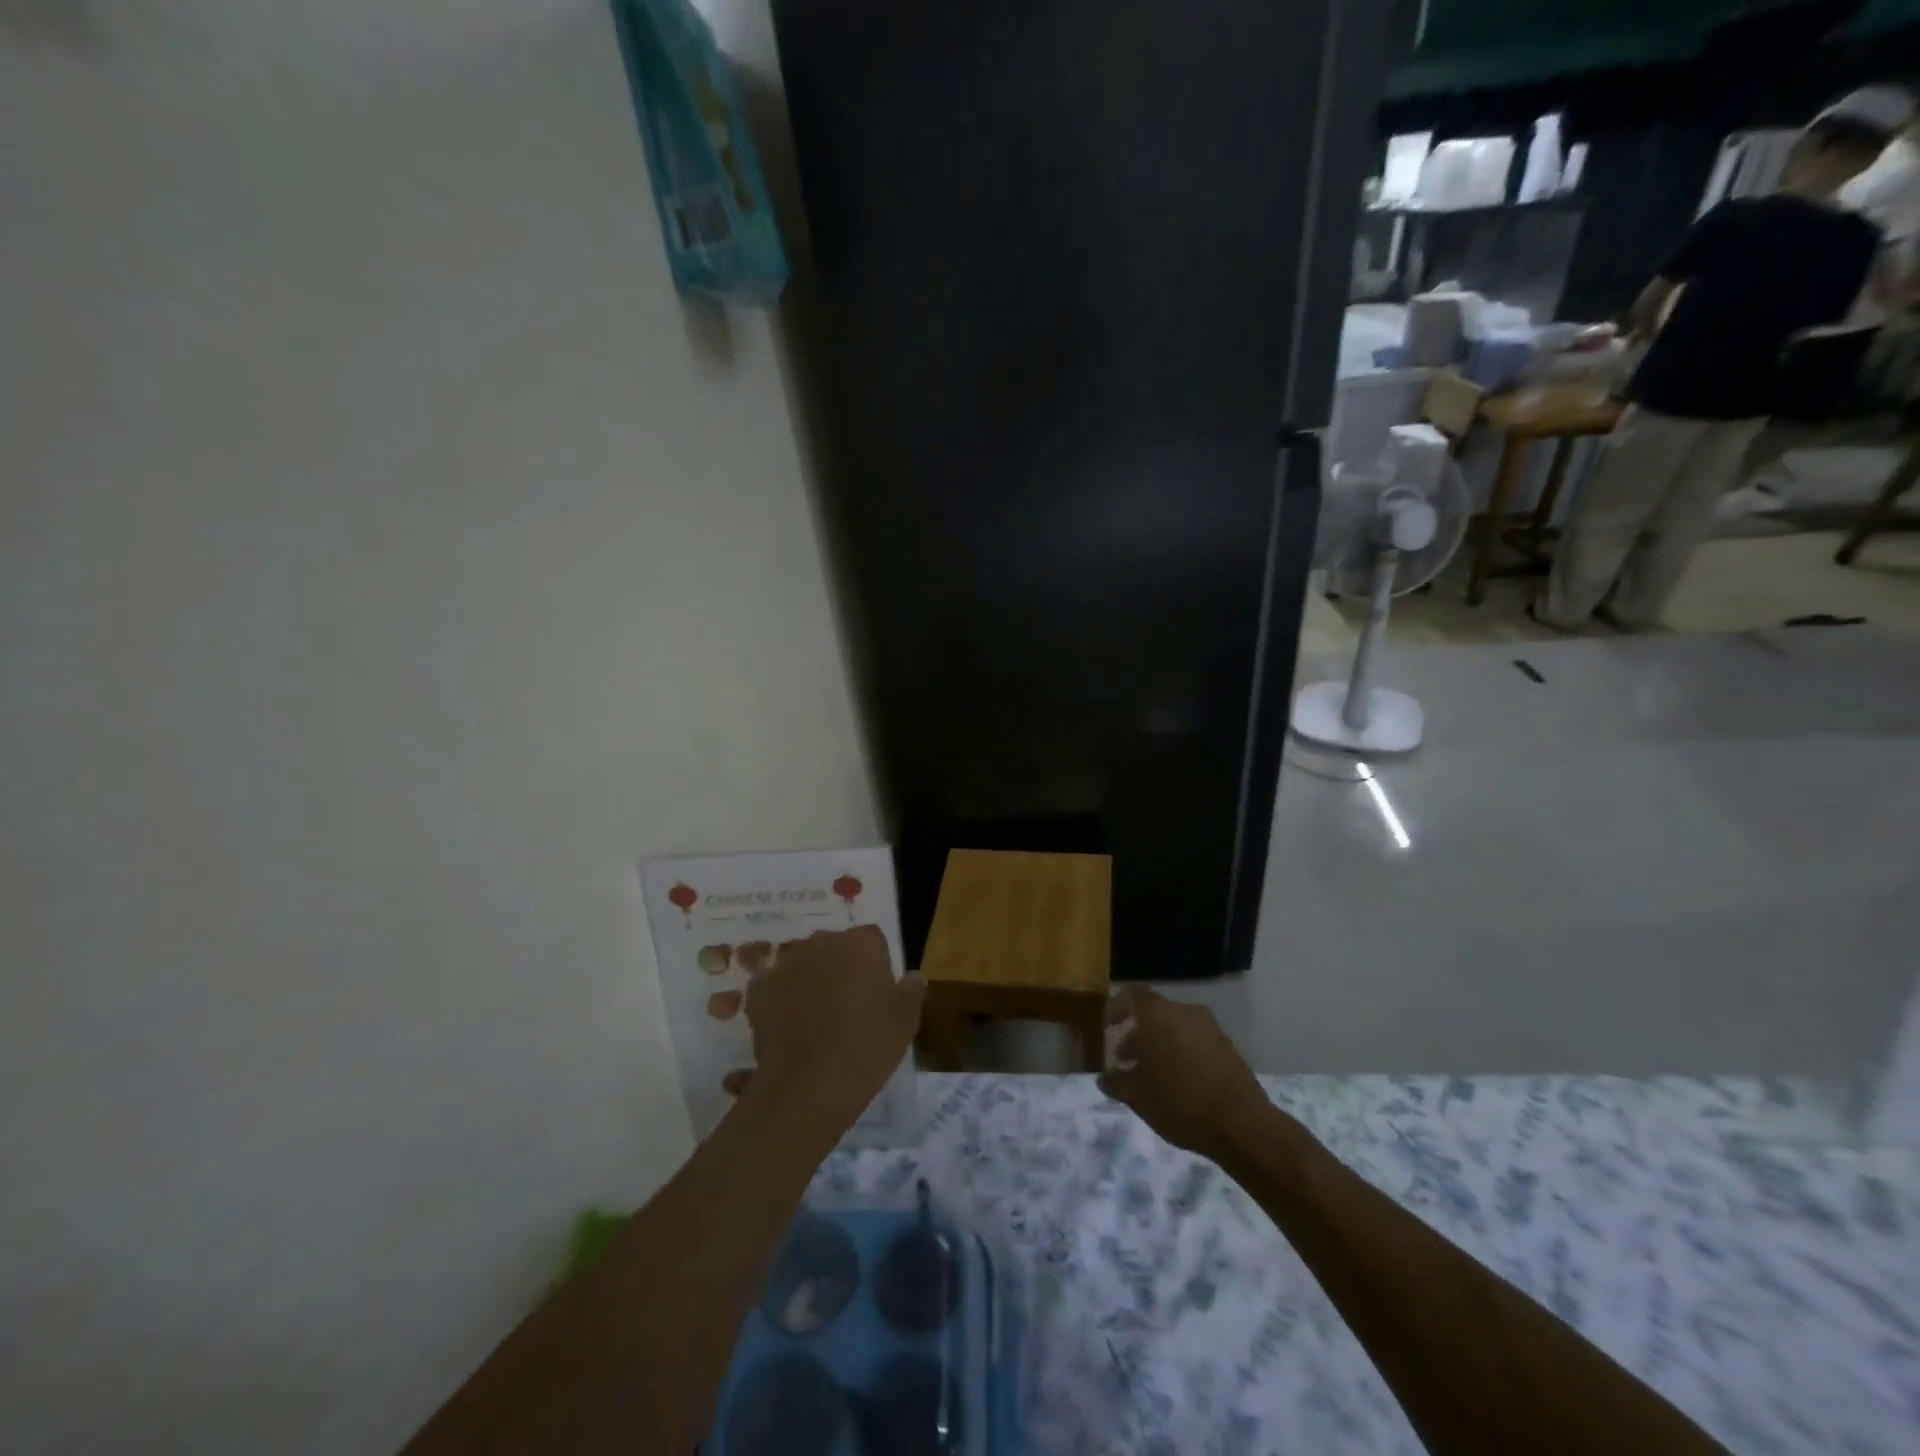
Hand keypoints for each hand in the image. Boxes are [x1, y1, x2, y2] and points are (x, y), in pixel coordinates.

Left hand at [735, 926, 923, 1116]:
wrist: (810, 1085)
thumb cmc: (868, 1047)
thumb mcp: (905, 1022)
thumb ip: (911, 992)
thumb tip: (915, 977)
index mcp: (861, 943)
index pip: (872, 940)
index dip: (876, 964)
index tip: (877, 993)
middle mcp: (822, 942)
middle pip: (835, 947)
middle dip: (841, 967)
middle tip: (847, 1006)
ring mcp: (787, 963)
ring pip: (804, 964)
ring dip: (810, 981)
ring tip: (815, 1020)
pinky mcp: (759, 988)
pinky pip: (775, 986)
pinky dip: (781, 1000)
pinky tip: (789, 1028)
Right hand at [1098, 987, 1267, 1155]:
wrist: (1242, 1125)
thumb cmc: (1180, 1103)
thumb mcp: (1138, 1097)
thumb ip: (1116, 1082)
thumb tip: (1104, 1077)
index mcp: (1157, 1014)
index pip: (1130, 994)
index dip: (1115, 1009)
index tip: (1108, 1031)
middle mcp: (1184, 1011)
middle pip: (1152, 1012)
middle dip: (1136, 1034)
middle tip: (1126, 1061)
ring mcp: (1209, 1026)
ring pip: (1174, 1026)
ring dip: (1159, 1044)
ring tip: (1152, 1076)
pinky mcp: (1227, 1045)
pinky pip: (1194, 1039)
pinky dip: (1181, 1051)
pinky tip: (1179, 1082)